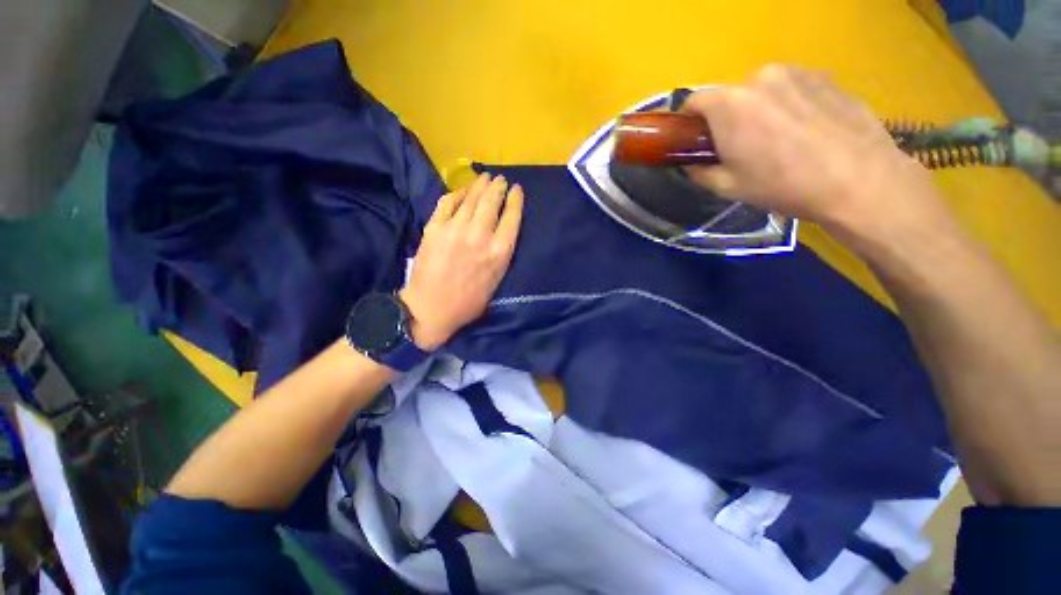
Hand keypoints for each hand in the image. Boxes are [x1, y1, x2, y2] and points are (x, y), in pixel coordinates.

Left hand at [399, 173, 523, 349]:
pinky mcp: (435, 227)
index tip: (517, 189)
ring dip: (479, 185)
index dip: (515, 200)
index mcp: (498, 251)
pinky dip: (456, 193)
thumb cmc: (468, 302)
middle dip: (498, 187)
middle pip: (492, 202)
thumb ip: (500, 255)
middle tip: (500, 179)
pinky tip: (462, 190)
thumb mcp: (496, 281)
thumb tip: (501, 233)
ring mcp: (455, 228)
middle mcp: (480, 235)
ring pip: (471, 198)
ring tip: (485, 177)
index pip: (512, 217)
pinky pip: (447, 202)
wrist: (431, 308)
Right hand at [682, 65, 952, 243]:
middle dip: (728, 118)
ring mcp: (797, 72)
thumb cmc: (783, 185)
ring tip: (778, 139)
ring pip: (763, 90)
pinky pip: (793, 88)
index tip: (695, 139)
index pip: (694, 101)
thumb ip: (701, 172)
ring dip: (759, 109)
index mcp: (730, 105)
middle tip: (741, 146)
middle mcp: (760, 78)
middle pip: (730, 95)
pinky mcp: (826, 76)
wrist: (859, 180)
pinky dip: (789, 104)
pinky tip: (805, 131)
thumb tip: (692, 165)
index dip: (690, 121)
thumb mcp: (729, 187)